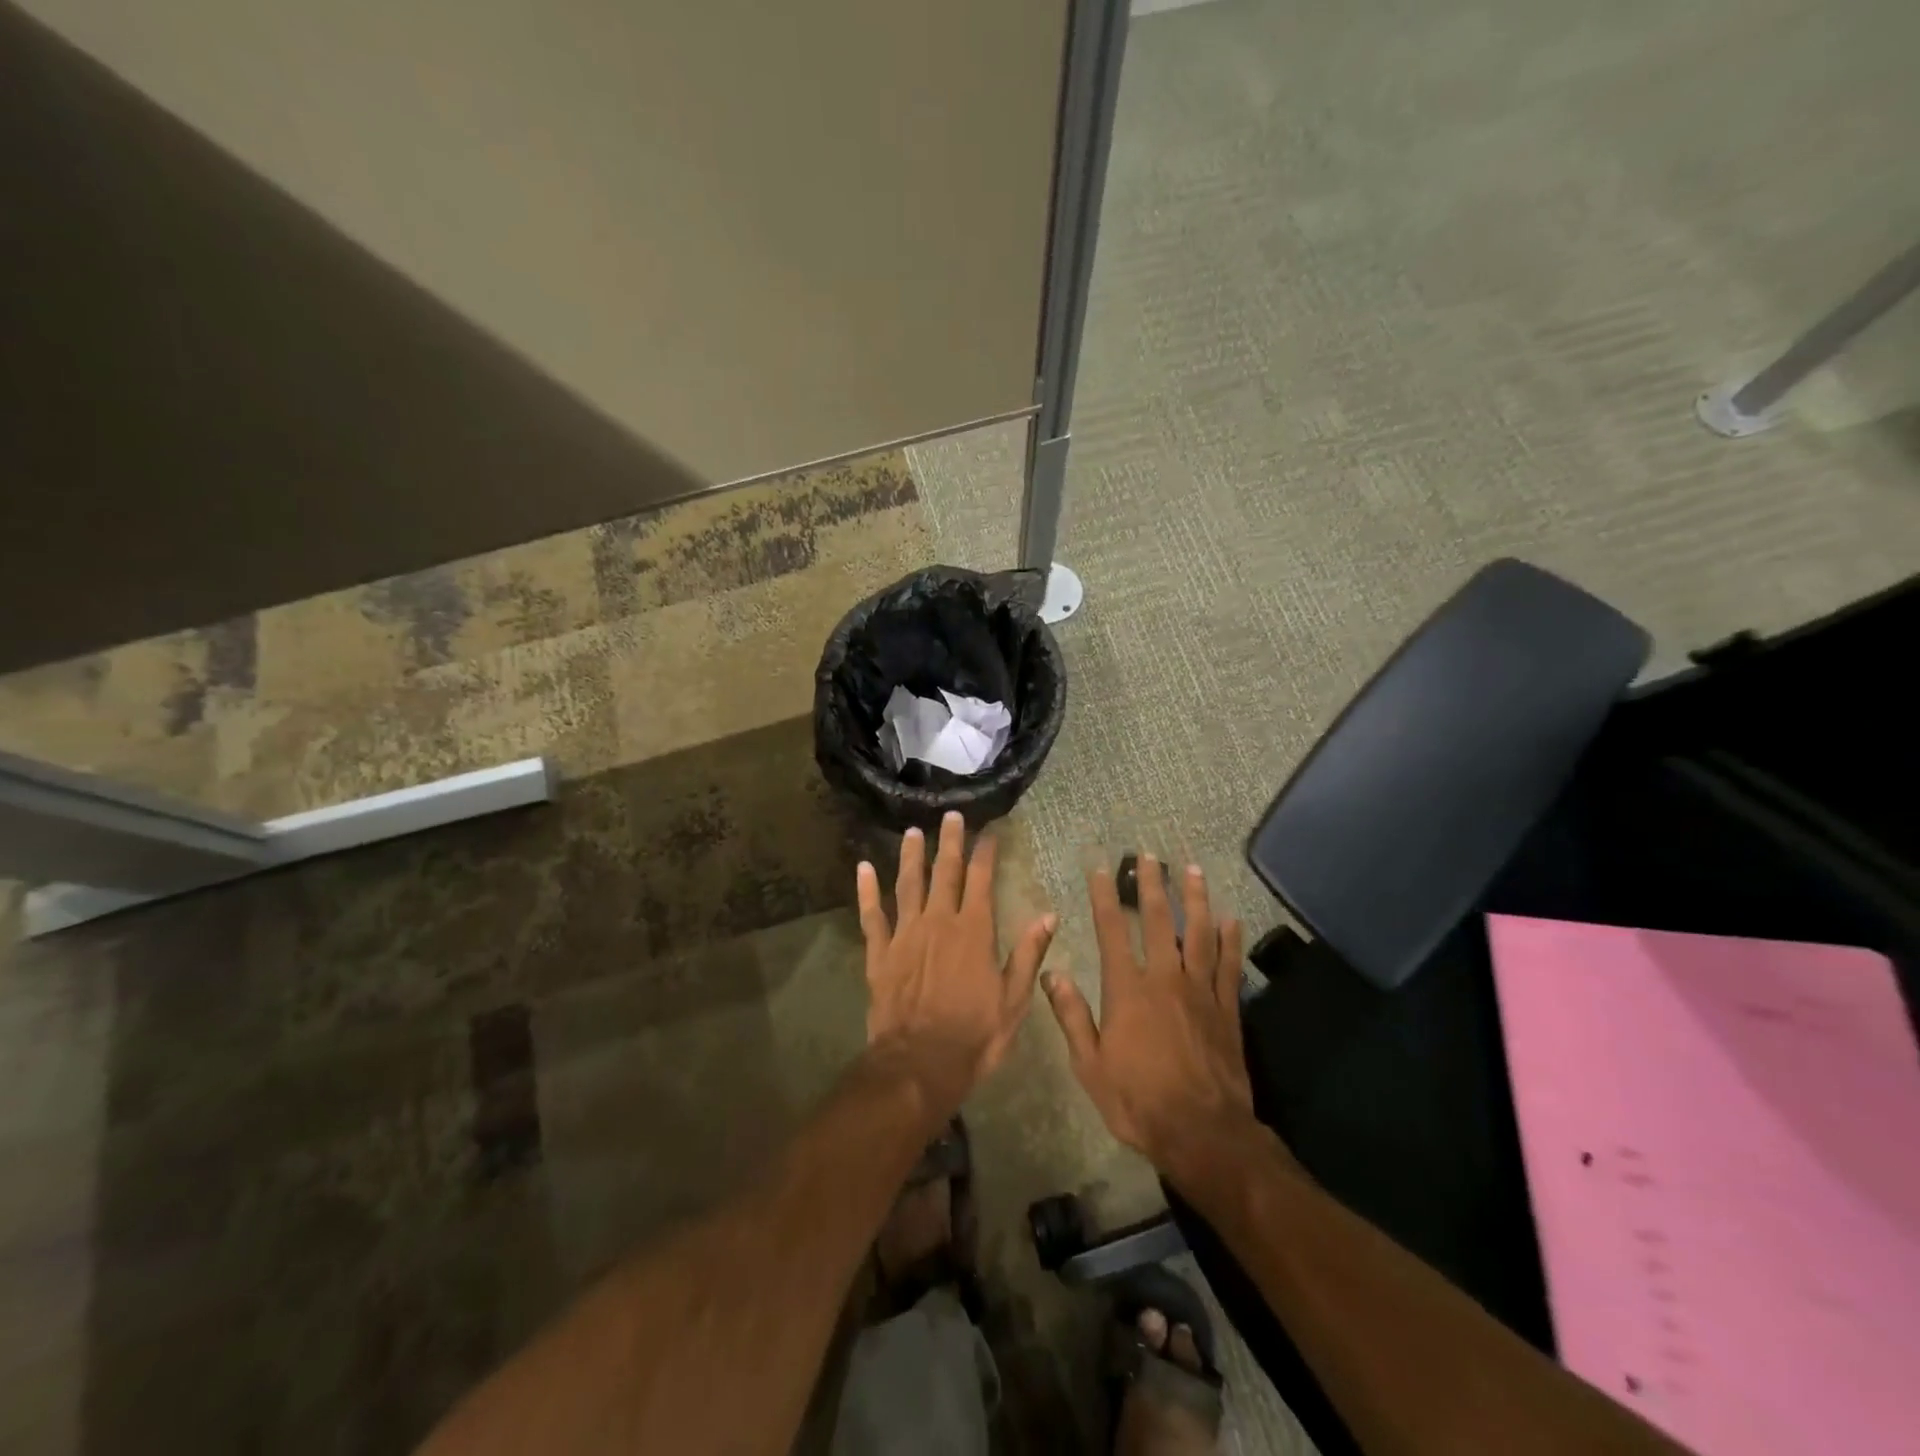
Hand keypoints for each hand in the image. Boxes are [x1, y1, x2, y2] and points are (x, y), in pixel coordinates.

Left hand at [858, 812, 1057, 1113]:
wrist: (920, 1064)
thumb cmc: (974, 1035)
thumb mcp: (1014, 1000)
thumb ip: (1029, 954)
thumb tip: (1048, 915)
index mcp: (974, 931)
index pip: (981, 880)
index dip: (985, 853)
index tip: (989, 831)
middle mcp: (939, 922)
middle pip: (944, 872)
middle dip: (949, 842)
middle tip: (951, 816)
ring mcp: (905, 935)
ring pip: (907, 885)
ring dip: (910, 856)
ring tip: (912, 831)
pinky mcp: (880, 953)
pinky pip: (872, 915)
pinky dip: (867, 891)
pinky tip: (863, 868)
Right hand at [1043, 856, 1255, 1174]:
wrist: (1202, 1133)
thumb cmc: (1138, 1101)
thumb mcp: (1090, 1065)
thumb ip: (1072, 1015)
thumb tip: (1049, 973)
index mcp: (1127, 990)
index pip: (1112, 931)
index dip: (1105, 896)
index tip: (1101, 868)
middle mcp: (1164, 978)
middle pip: (1159, 921)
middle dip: (1152, 885)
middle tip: (1150, 855)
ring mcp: (1200, 991)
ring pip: (1200, 933)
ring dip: (1196, 899)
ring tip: (1193, 870)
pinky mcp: (1227, 1009)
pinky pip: (1230, 966)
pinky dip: (1231, 940)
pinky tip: (1231, 918)